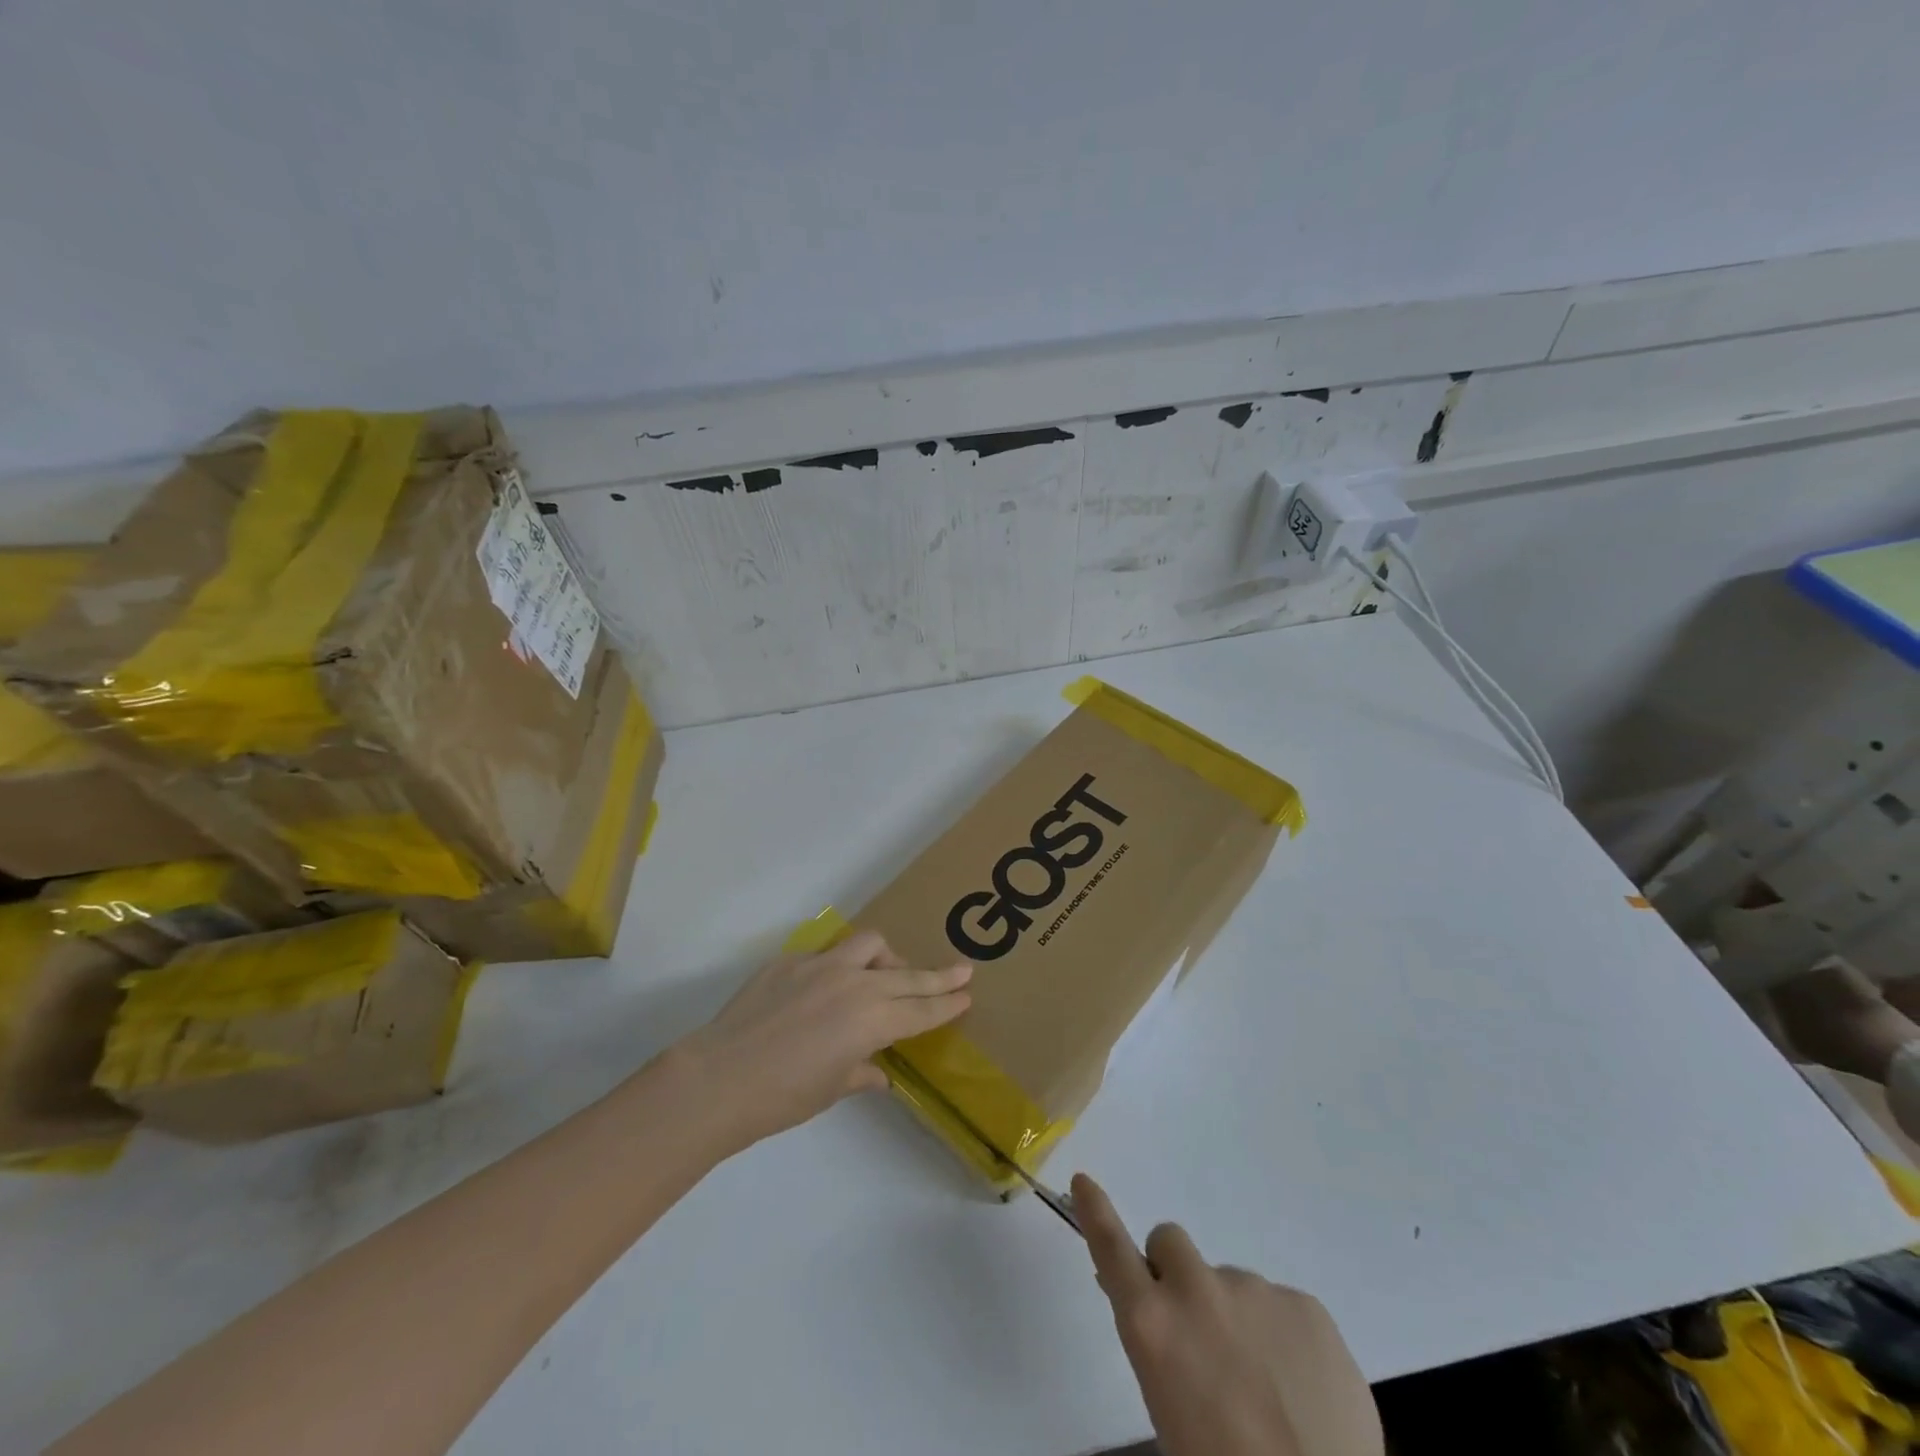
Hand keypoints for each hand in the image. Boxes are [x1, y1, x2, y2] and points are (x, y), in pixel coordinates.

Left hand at [679, 931, 971, 1150]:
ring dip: (886, 958)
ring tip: (884, 974)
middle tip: (962, 969)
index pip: (921, 1009)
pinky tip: (823, 990)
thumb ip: (863, 1073)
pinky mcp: (790, 960)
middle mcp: (855, 984)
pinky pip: (826, 954)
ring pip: (869, 944)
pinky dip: (837, 967)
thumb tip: (879, 1073)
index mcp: (872, 1020)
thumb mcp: (832, 1089)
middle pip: (908, 974)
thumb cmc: (783, 1097)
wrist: (719, 1078)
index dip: (947, 1003)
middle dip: (938, 975)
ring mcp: (821, 965)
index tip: (967, 993)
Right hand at [1073, 1174, 1382, 1455]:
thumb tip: (1155, 1313)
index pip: (1111, 1247)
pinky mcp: (1307, 1306)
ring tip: (1264, 1389)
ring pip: (1231, 1284)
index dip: (1094, 1211)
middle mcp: (1197, 1291)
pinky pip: (1282, 1310)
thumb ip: (1157, 1348)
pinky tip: (1301, 1392)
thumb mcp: (1167, 1415)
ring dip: (1234, 1317)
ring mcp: (1256, 1292)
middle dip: (1173, 1272)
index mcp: (1152, 1324)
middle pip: (1170, 1242)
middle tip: (1196, 1332)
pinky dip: (1284, 1340)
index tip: (1083, 1181)